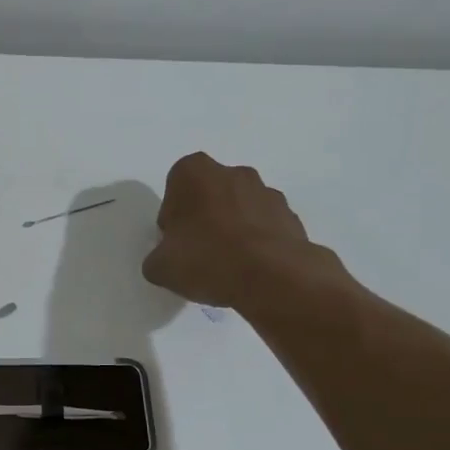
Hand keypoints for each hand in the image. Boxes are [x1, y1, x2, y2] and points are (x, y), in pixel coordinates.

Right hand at [143, 152, 347, 307]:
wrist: (272, 277)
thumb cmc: (207, 259)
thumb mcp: (160, 267)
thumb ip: (157, 258)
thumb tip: (164, 260)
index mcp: (194, 172)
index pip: (175, 189)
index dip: (173, 217)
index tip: (175, 242)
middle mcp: (233, 172)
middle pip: (210, 194)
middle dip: (204, 217)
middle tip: (199, 253)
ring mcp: (267, 192)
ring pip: (240, 208)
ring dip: (233, 229)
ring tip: (228, 266)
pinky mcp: (292, 216)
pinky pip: (265, 227)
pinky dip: (257, 243)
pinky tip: (251, 270)